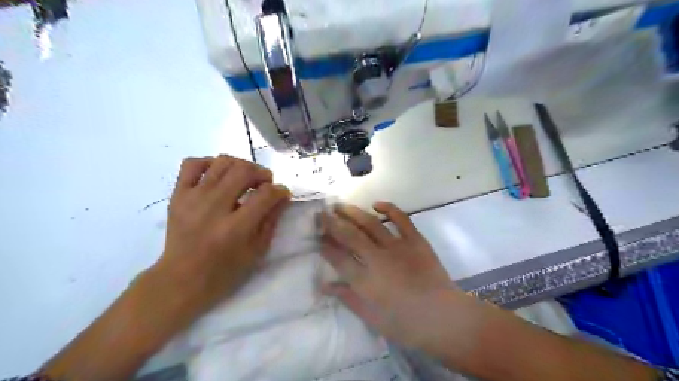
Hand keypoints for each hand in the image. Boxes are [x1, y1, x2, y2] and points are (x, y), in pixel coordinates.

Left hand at [152, 156, 290, 317]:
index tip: (282, 193)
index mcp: (236, 228)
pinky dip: (209, 163)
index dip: (280, 190)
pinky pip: (192, 164)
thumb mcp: (257, 251)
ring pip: (222, 162)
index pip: (266, 194)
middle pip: (244, 170)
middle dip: (262, 173)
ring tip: (244, 178)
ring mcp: (193, 198)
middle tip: (264, 183)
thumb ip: (272, 220)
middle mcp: (214, 208)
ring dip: (241, 165)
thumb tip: (282, 195)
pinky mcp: (177, 195)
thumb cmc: (224, 270)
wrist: (181, 278)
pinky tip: (218, 174)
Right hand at [322, 200, 472, 351]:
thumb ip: (348, 298)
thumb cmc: (405, 324)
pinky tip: (376, 204)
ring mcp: (397, 246)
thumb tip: (325, 285)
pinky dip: (389, 209)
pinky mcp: (415, 240)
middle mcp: (377, 258)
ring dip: (353, 212)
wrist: (443, 317)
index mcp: (365, 280)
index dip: (325, 246)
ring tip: (340, 205)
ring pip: (370, 224)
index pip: (338, 258)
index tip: (317, 237)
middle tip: (322, 213)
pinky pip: (401, 219)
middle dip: (332, 223)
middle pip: (349, 235)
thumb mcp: (371, 317)